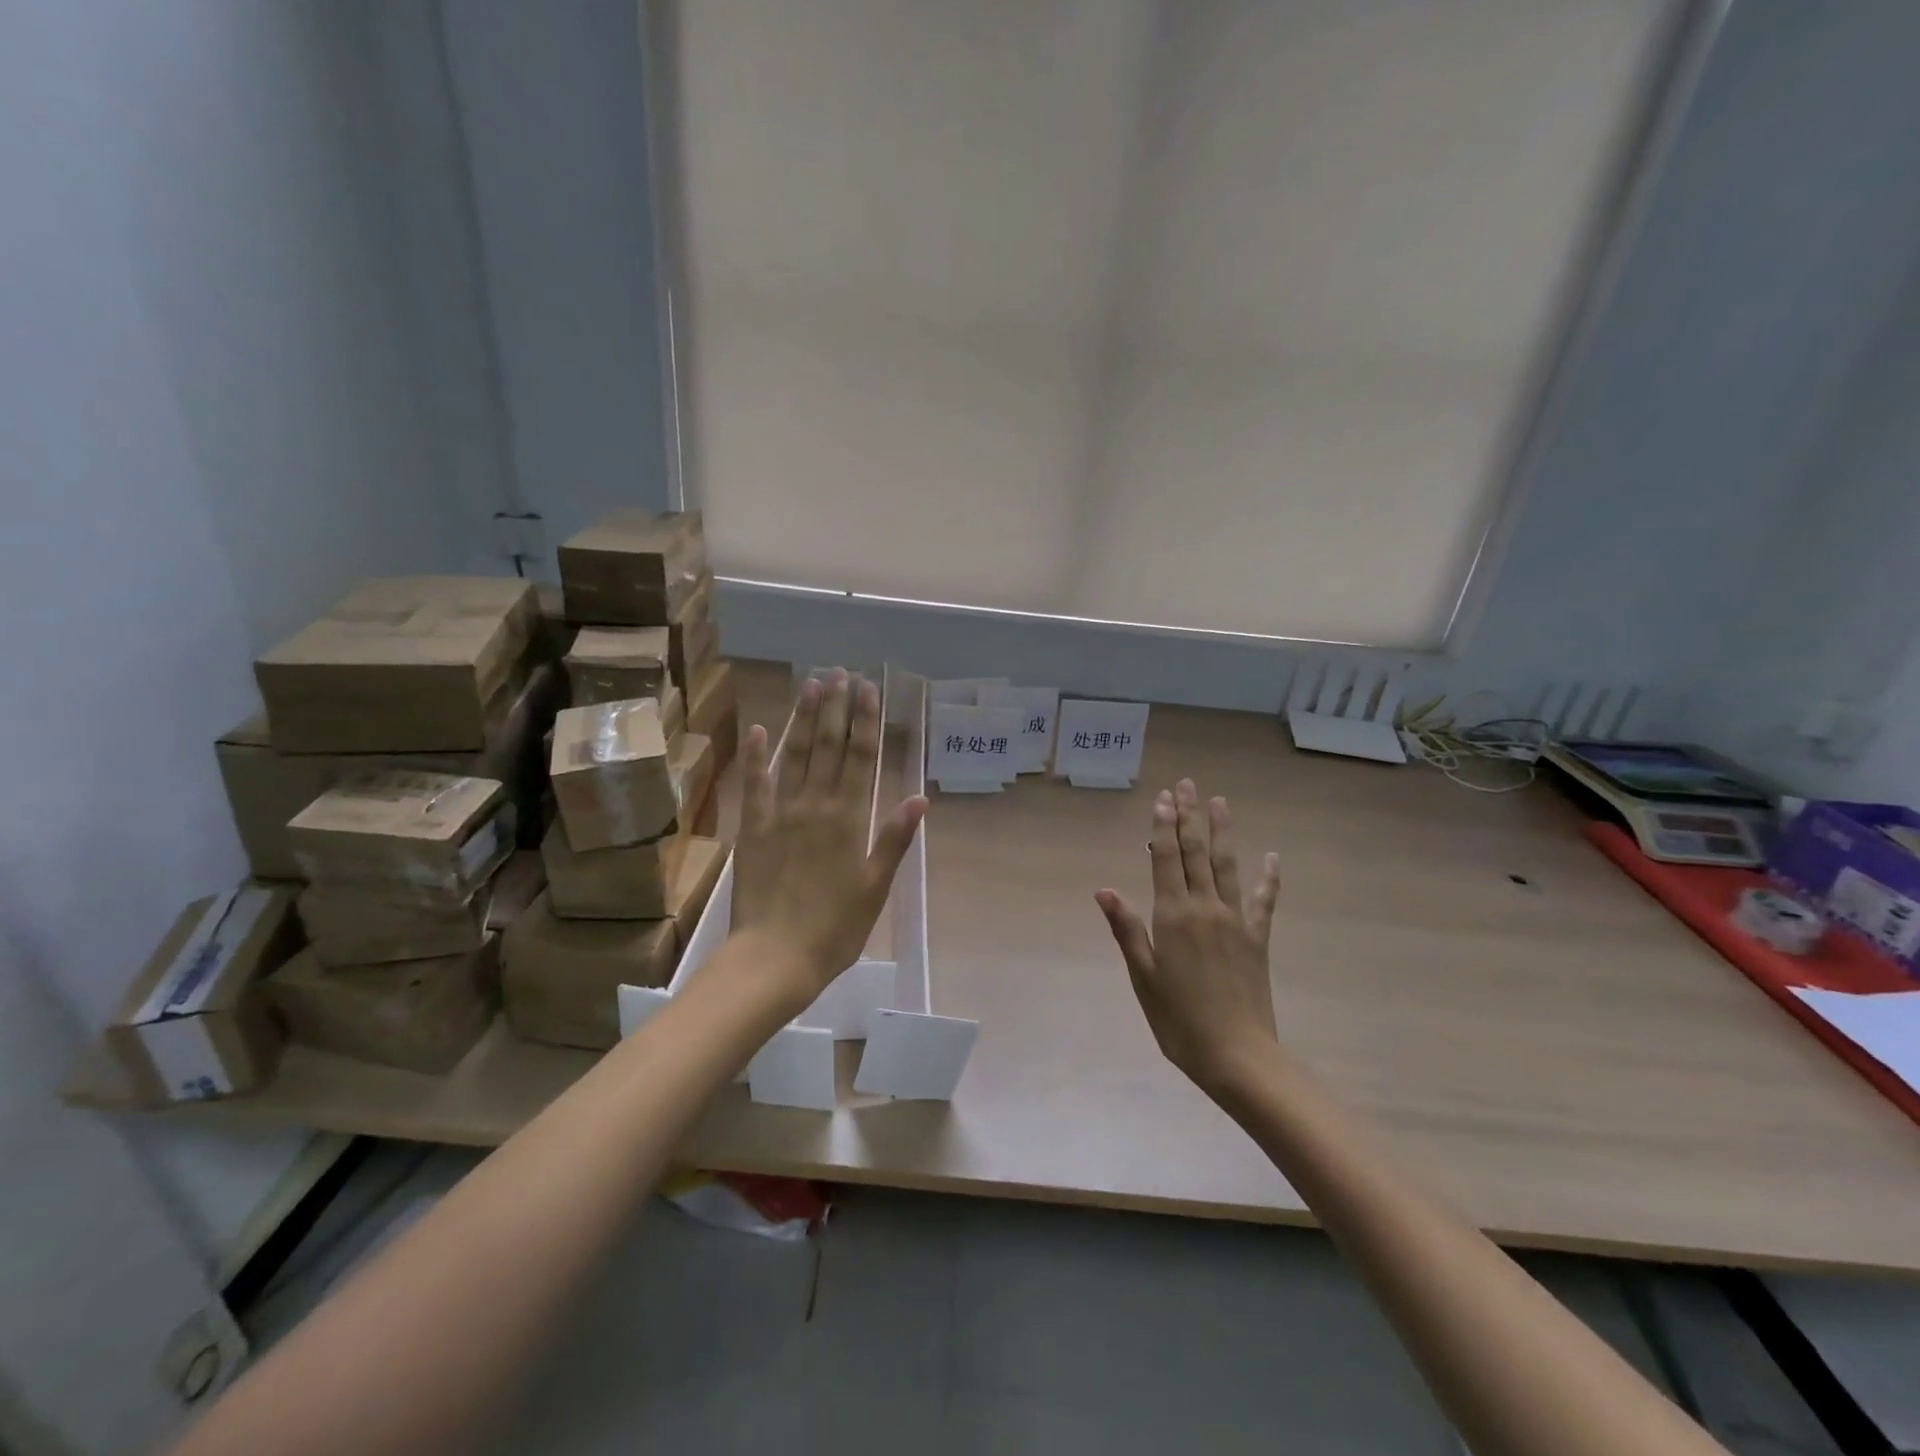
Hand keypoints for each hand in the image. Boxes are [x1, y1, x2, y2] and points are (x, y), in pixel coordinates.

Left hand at [730, 669, 927, 1011]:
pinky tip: (761, 730)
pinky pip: (755, 785)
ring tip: (812, 685)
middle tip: (840, 673)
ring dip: (804, 719)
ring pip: (794, 756)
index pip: (860, 758)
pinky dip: (757, 757)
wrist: (775, 958)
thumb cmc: (835, 928)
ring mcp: (780, 815)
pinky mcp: (753, 830)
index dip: (866, 721)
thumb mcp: (876, 888)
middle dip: (836, 708)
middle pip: (828, 747)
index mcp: (849, 820)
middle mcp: (815, 806)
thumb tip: (919, 797)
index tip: (868, 689)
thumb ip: (894, 839)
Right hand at [1095, 779, 1281, 1095]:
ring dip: (1222, 832)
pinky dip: (1268, 878)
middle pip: (1196, 853)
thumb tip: (1104, 889)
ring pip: (1227, 866)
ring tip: (1219, 802)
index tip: (1163, 798)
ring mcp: (1235, 921)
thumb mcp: (1143, 976)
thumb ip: (1126, 929)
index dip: (1163, 827)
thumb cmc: (1178, 1019)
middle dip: (1189, 817)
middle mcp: (1205, 908)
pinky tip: (1272, 857)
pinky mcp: (1257, 938)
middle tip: (1187, 785)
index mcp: (1173, 916)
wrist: (1236, 1054)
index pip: (1167, 859)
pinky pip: (1263, 901)